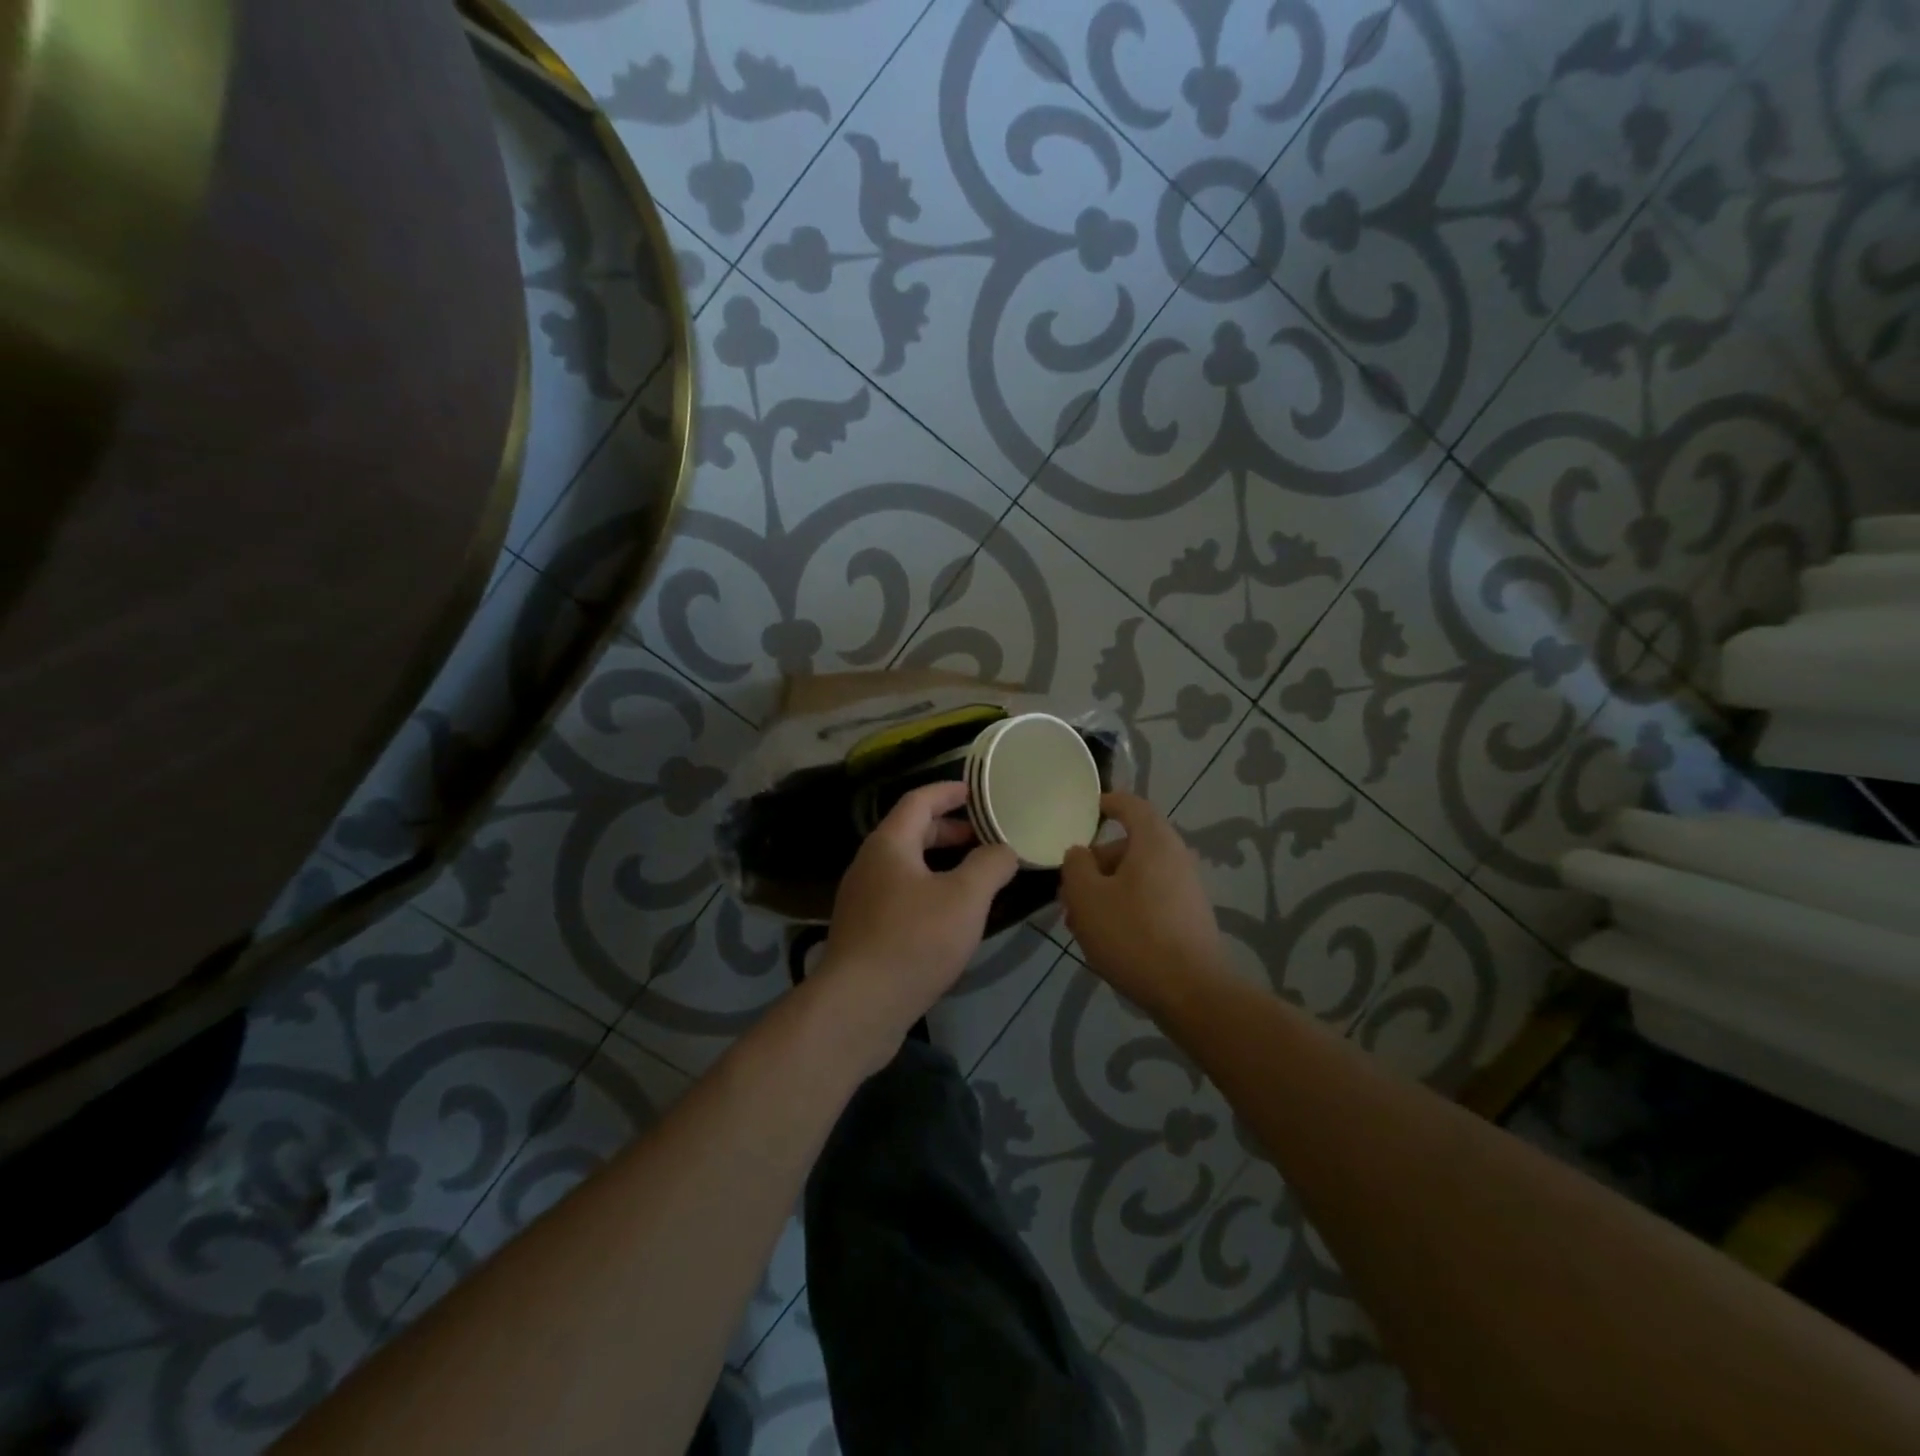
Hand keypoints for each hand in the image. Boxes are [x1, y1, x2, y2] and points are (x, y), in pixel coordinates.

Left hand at [818, 781, 1018, 1061]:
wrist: (858, 1006)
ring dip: (940, 863)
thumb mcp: (965, 898)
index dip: (948, 791)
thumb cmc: (914, 940)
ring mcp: (862, 899)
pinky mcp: (863, 931)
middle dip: (948, 829)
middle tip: (984, 836)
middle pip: (911, 832)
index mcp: (889, 844)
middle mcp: (869, 864)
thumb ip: (990, 865)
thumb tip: (1003, 851)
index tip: (976, 790)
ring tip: (974, 875)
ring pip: (906, 866)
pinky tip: (950, 915)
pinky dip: (928, 890)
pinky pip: (900, 895)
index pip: (919, 800)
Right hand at [1060, 792, 1226, 1016]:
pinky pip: (1149, 899)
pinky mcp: (1188, 918)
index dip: (1106, 803)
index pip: (1130, 805)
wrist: (1191, 992)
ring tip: (1079, 922)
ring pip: (1135, 877)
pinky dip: (1124, 908)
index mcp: (1154, 841)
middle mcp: (1175, 857)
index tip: (1084, 811)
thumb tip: (1079, 854)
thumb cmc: (1133, 934)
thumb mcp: (1086, 896)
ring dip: (1105, 891)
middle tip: (1068, 890)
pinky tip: (1105, 939)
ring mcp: (1186, 889)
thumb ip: (1076, 865)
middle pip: (1128, 846)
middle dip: (1094, 864)